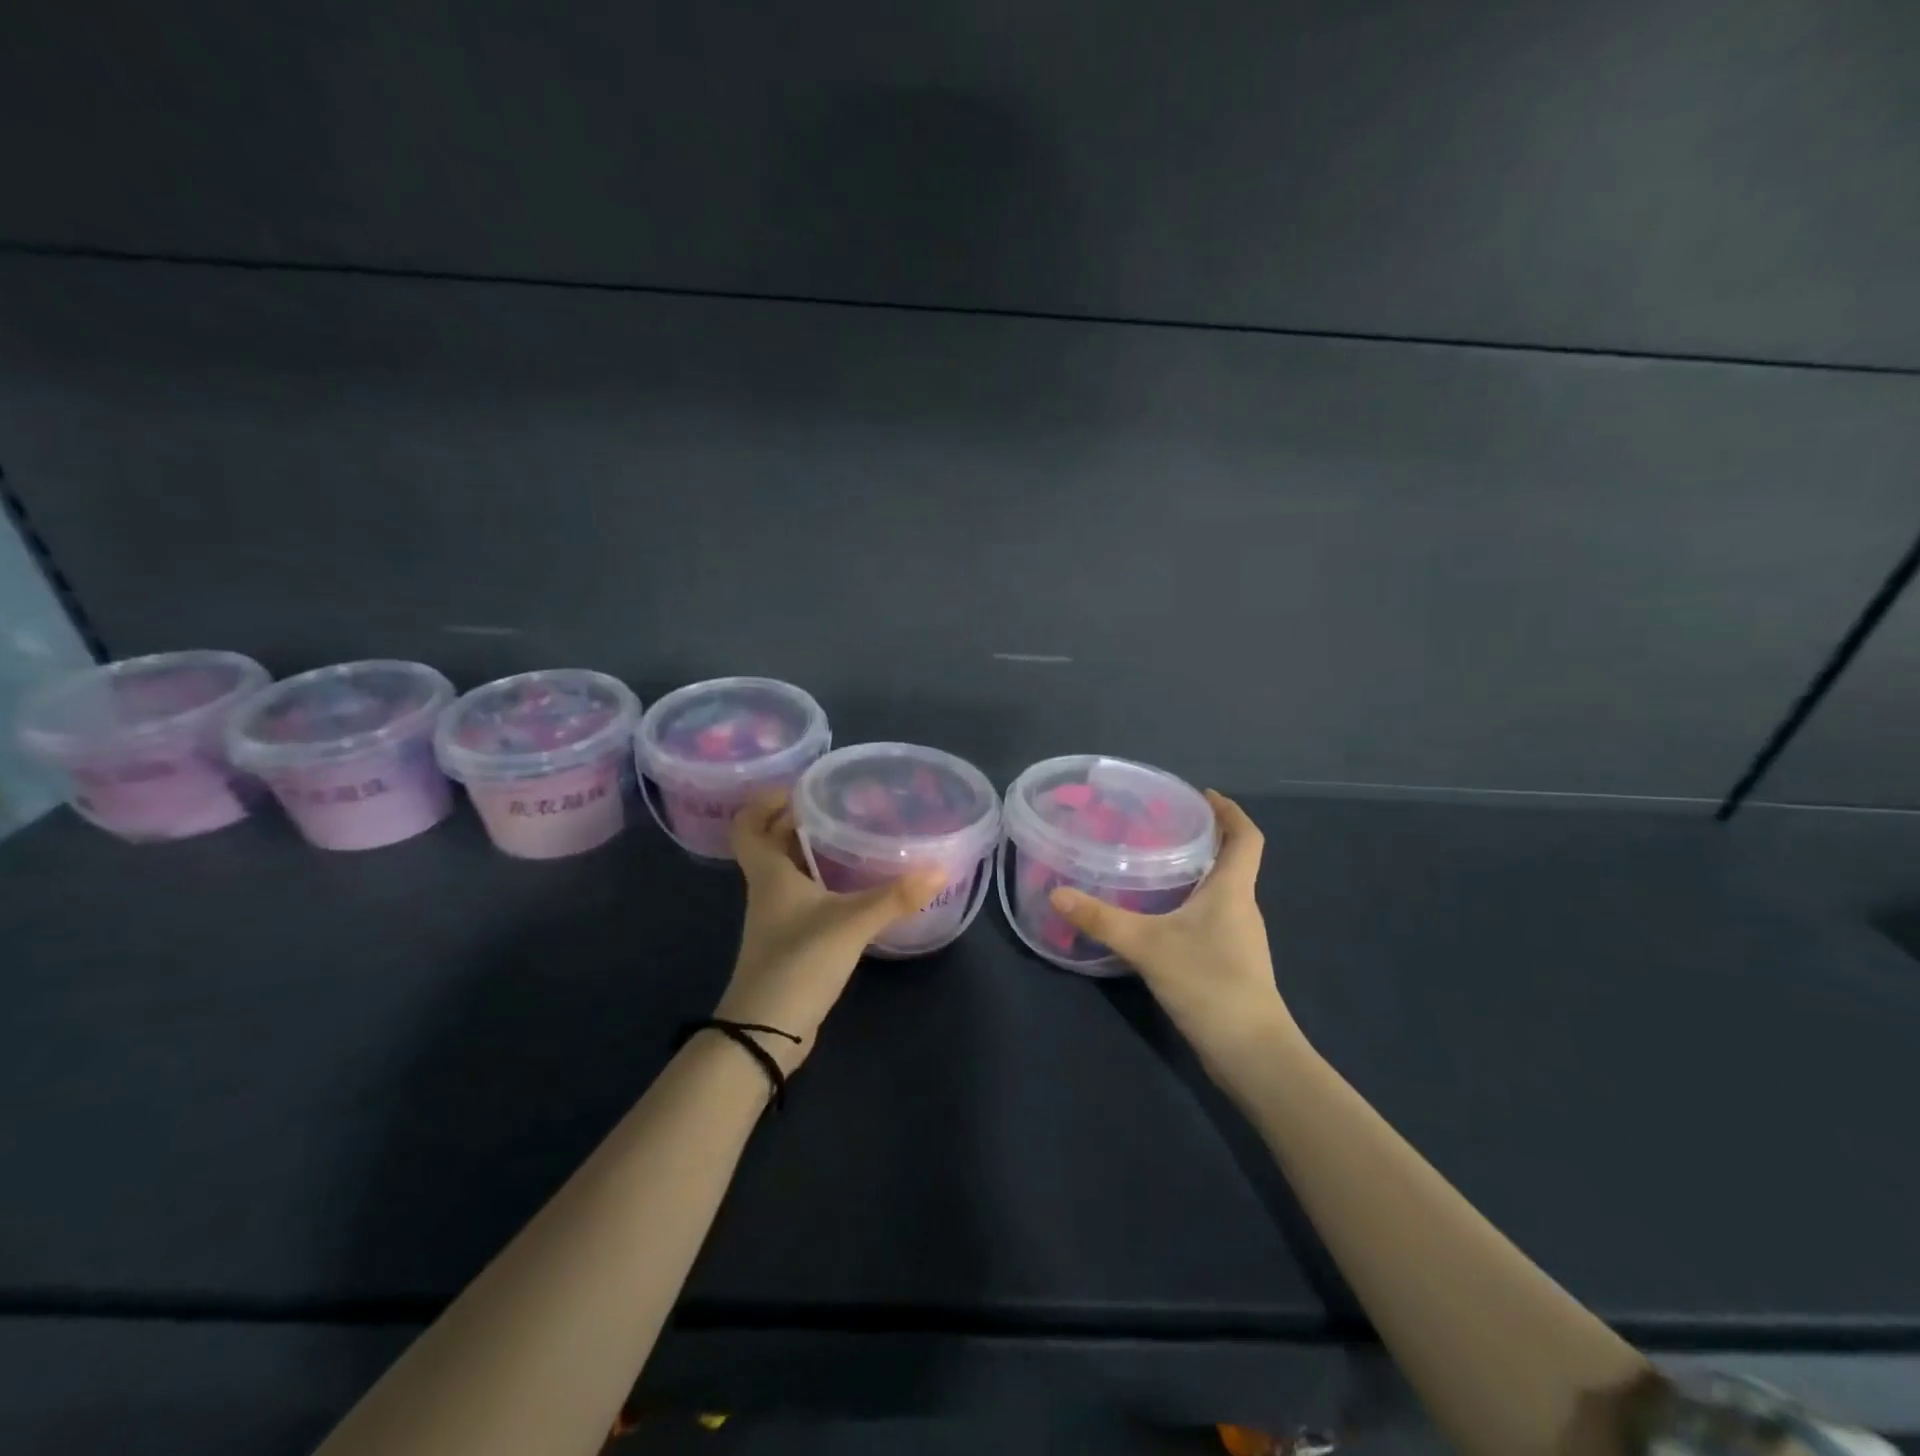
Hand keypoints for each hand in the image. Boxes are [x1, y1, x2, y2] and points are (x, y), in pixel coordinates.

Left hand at [717, 791, 943, 1070]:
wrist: (766, 1032)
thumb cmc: (798, 962)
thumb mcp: (850, 924)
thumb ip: (894, 897)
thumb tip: (939, 869)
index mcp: (769, 873)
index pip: (747, 824)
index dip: (765, 800)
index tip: (801, 787)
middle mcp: (768, 889)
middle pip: (772, 842)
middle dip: (799, 819)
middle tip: (840, 804)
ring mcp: (778, 917)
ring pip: (789, 870)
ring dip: (813, 850)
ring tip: (853, 835)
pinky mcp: (791, 940)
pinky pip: (805, 895)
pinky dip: (824, 882)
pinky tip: (855, 884)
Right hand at [1049, 791, 1300, 1073]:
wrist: (1251, 1052)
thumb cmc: (1209, 983)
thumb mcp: (1147, 945)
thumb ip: (1101, 919)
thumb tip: (1057, 893)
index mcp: (1233, 889)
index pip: (1247, 836)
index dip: (1230, 812)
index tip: (1204, 795)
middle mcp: (1242, 907)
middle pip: (1232, 860)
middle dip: (1204, 838)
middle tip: (1161, 827)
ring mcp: (1240, 937)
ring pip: (1220, 890)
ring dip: (1196, 872)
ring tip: (1153, 864)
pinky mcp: (1231, 962)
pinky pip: (1212, 916)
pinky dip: (1190, 903)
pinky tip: (1159, 916)